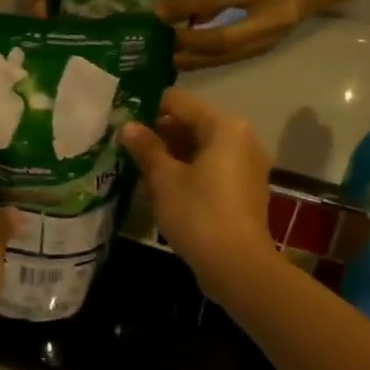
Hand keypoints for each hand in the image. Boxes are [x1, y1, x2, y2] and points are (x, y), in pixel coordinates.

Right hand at [119, 88, 274, 277]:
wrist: (238, 267)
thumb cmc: (198, 213)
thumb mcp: (164, 179)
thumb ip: (146, 147)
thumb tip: (128, 126)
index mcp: (224, 127)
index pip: (179, 102)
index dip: (148, 108)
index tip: (122, 120)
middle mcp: (241, 139)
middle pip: (192, 125)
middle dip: (159, 135)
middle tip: (126, 147)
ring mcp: (247, 166)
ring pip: (201, 150)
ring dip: (171, 156)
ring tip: (138, 169)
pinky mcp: (245, 191)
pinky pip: (211, 170)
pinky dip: (188, 173)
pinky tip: (161, 189)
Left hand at [158, 0, 327, 70]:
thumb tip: (180, 10)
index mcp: (262, 11)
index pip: (218, 17)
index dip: (187, 17)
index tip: (159, 15)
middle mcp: (260, 36)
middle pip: (217, 49)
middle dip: (183, 49)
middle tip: (153, 47)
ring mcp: (259, 47)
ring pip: (219, 58)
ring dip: (189, 59)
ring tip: (161, 56)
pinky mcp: (255, 51)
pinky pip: (223, 58)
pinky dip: (200, 59)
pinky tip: (182, 56)